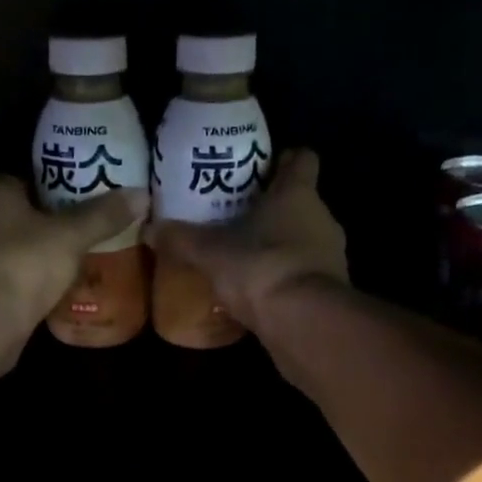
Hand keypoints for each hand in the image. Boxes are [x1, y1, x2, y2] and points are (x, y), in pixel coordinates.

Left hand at [0, 175, 147, 332]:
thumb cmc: (24, 263)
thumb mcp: (71, 236)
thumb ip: (103, 215)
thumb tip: (142, 194)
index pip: (24, 177)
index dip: (53, 185)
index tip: (81, 198)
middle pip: (17, 212)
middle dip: (45, 221)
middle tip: (82, 229)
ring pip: (10, 245)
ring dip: (35, 252)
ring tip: (72, 258)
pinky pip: (8, 274)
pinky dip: (26, 279)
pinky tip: (52, 287)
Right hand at [148, 149, 346, 328]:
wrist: (304, 322)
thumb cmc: (260, 268)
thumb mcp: (210, 253)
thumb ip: (181, 239)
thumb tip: (149, 228)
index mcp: (297, 194)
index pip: (302, 159)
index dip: (284, 159)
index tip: (262, 168)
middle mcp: (322, 217)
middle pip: (300, 202)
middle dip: (273, 209)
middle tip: (239, 217)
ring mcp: (332, 255)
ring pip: (304, 239)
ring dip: (280, 246)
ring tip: (246, 258)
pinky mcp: (331, 290)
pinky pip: (305, 274)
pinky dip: (286, 278)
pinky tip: (261, 291)